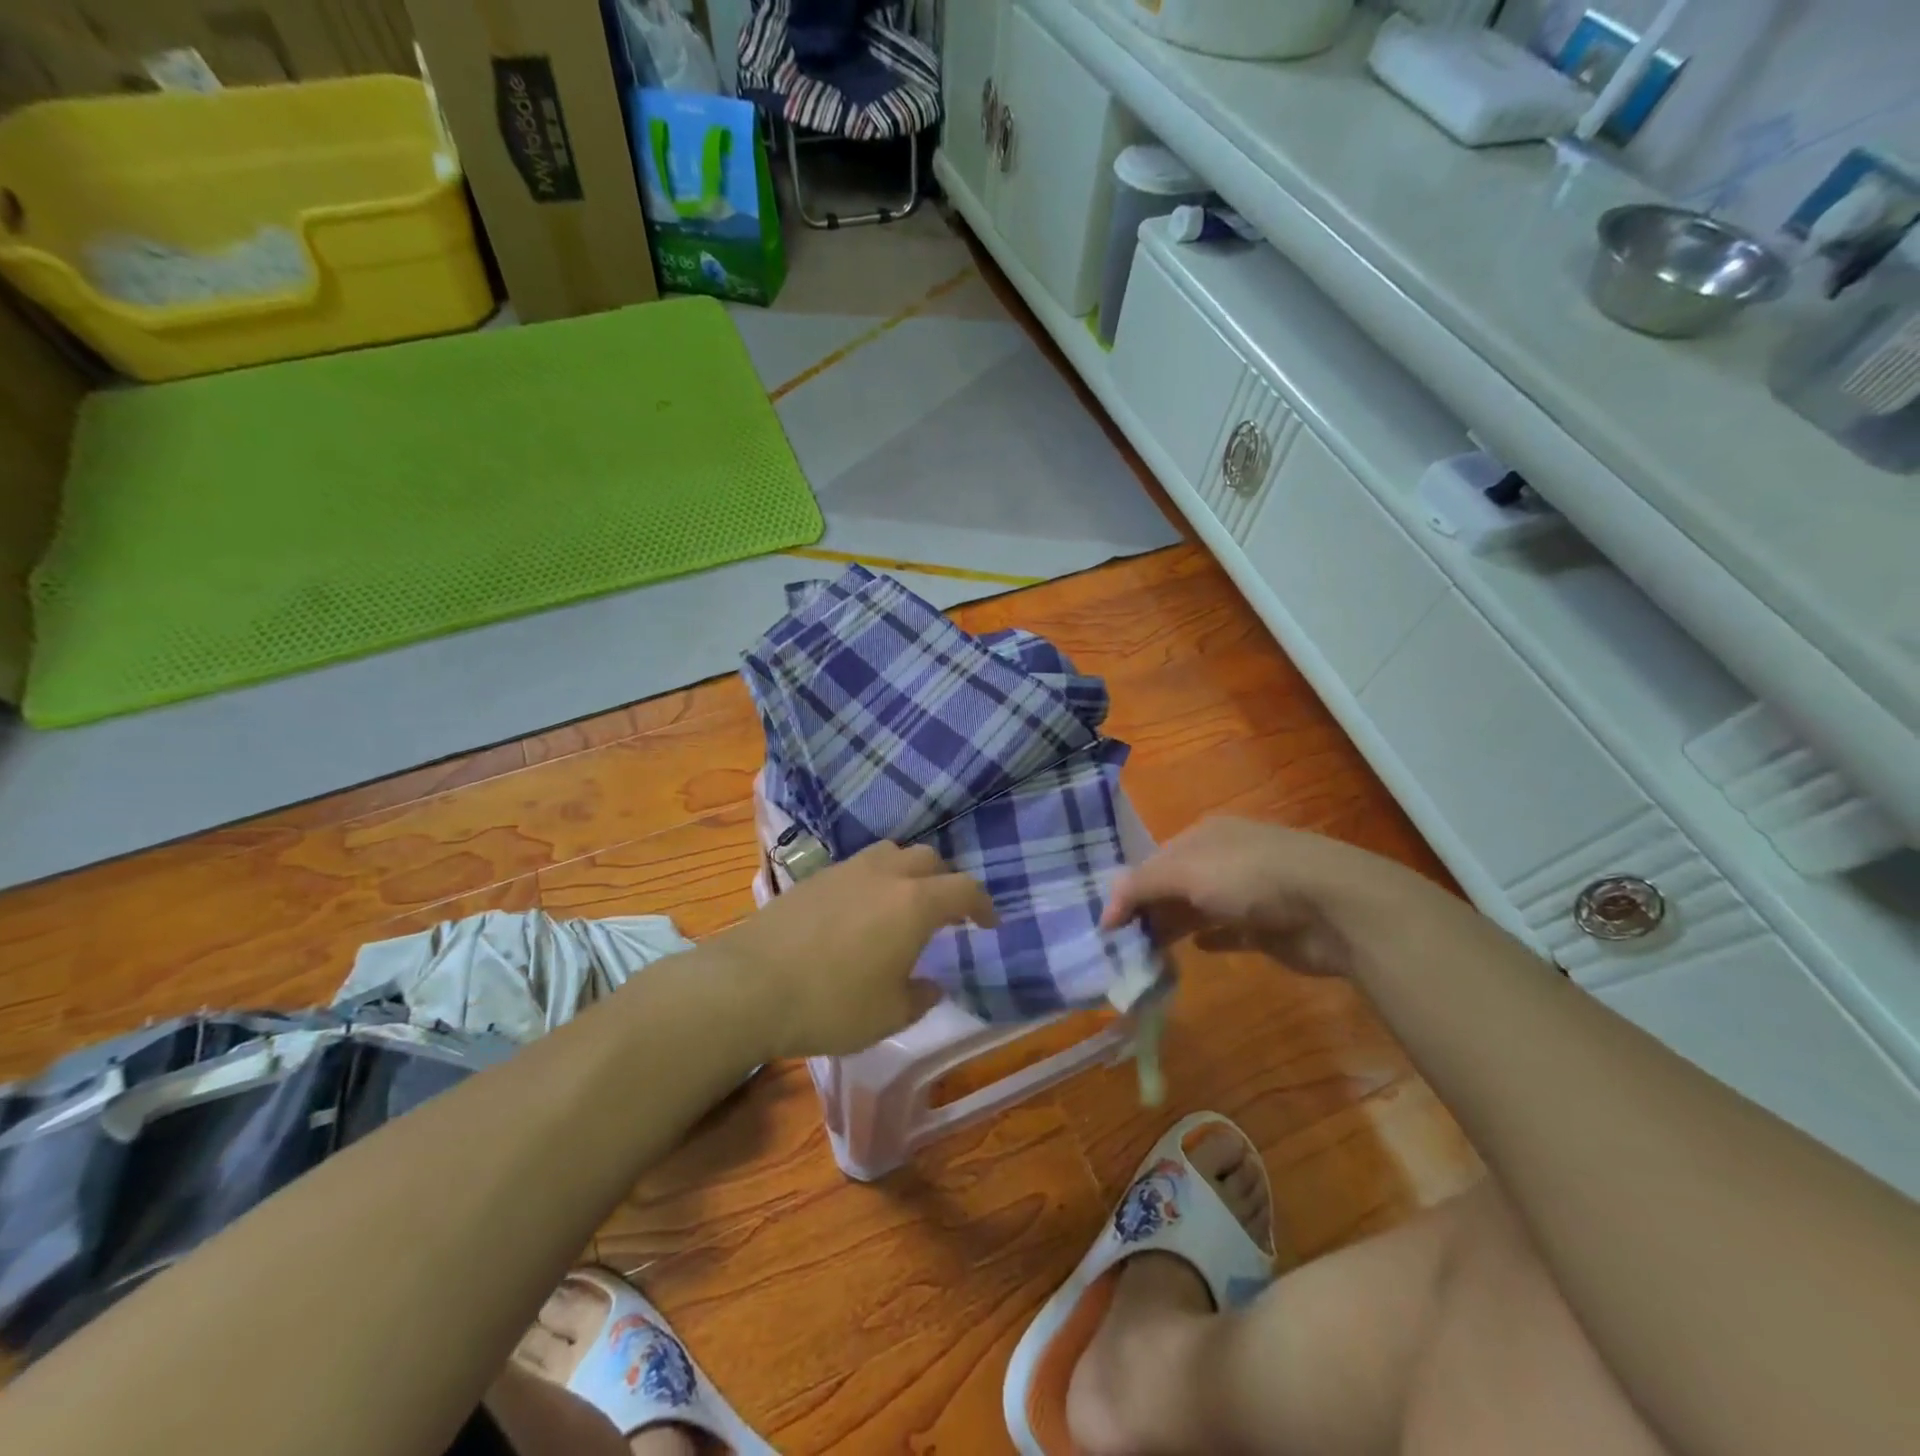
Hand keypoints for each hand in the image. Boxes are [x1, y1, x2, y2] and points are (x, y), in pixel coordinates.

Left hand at [714, 841, 996, 1058]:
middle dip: (945, 882)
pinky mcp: (814, 877)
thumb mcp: (888, 1015)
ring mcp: (846, 870)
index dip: (982, 905)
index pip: (963, 890)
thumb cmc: (830, 1004)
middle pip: (928, 859)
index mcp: (914, 903)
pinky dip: (873, 879)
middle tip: (945, 913)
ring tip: (903, 903)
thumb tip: (931, 985)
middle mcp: (885, 874)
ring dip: (907, 872)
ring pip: (891, 853)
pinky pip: (858, 866)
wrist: (749, 985)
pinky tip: (860, 911)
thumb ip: (919, 997)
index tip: (988, 923)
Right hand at [1101, 817, 1431, 978]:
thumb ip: (1141, 887)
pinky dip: (1210, 940)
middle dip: (1150, 910)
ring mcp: (1249, 893)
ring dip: (1174, 928)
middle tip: (1124, 945)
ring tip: (1146, 954)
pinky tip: (1194, 950)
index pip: (1154, 860)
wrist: (1334, 907)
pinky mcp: (1268, 927)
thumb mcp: (1184, 872)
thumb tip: (1105, 912)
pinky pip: (1229, 933)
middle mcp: (1224, 859)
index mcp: (1204, 836)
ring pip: (1199, 910)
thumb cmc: (1250, 877)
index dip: (1130, 890)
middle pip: (1175, 885)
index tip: (1109, 925)